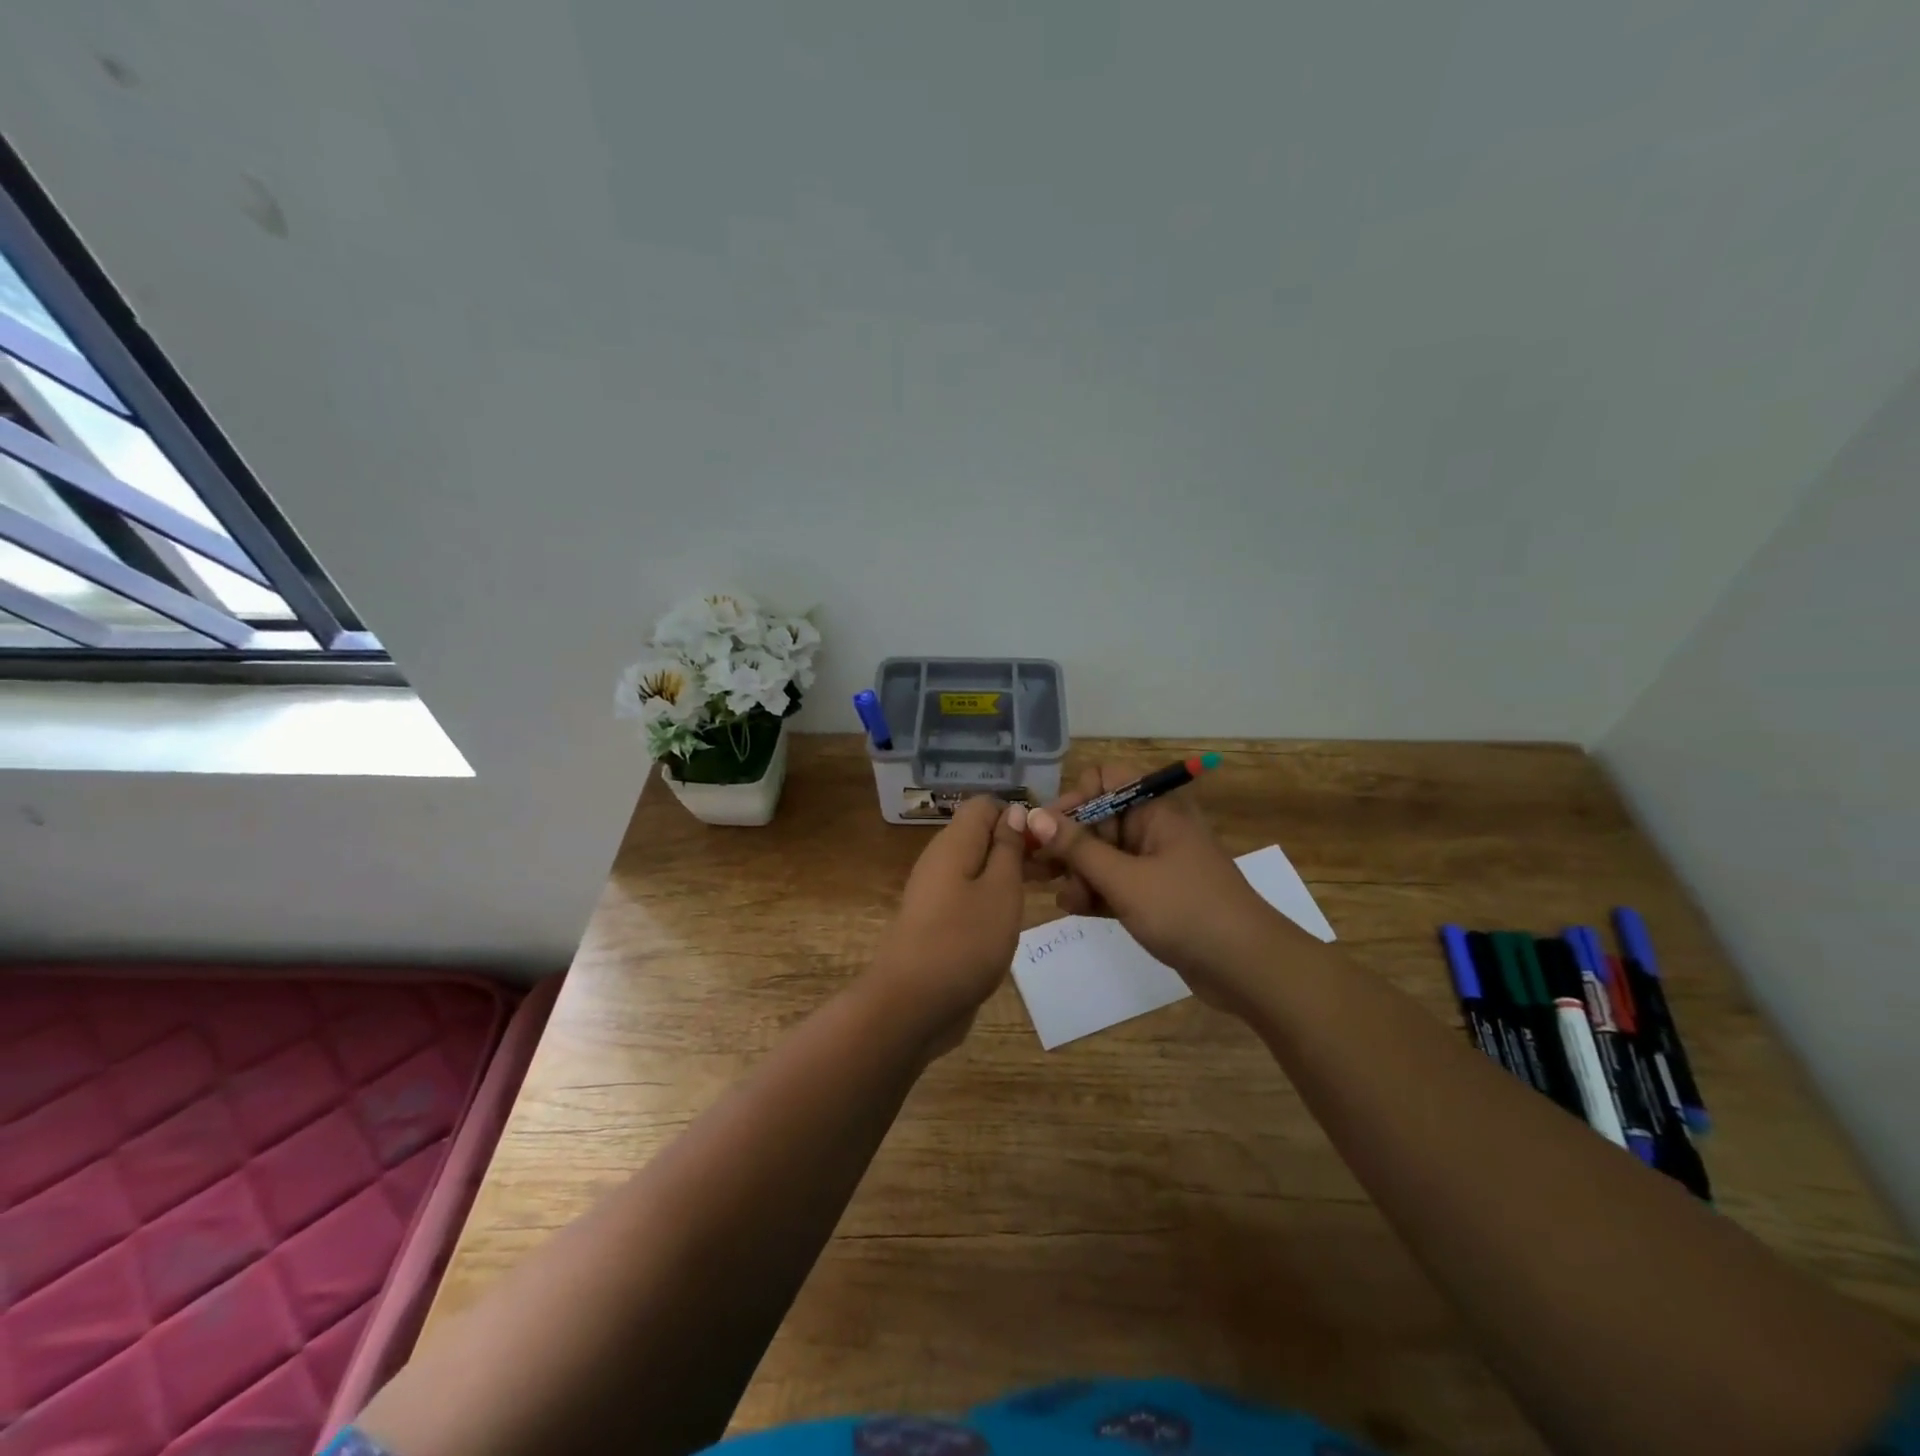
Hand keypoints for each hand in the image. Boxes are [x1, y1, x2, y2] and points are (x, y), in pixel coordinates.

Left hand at [871, 793, 1028, 1054]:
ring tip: (1046, 892)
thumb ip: (1008, 848)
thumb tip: (1013, 811)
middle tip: (1058, 870)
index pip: (984, 806)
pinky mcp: (938, 923)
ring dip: (1009, 874)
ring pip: (978, 868)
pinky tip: (1015, 919)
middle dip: (1018, 845)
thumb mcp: (1000, 890)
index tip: (1048, 842)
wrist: (912, 1004)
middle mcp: (941, 861)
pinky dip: (994, 899)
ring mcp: (936, 894)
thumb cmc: (964, 941)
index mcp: (954, 843)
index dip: (1018, 815)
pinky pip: (970, 896)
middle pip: (981, 836)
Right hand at [1026, 764, 1283, 1014]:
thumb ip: (1077, 849)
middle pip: (1098, 820)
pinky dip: (1095, 891)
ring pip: (1102, 854)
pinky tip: (1075, 909)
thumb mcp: (1125, 879)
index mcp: (1155, 809)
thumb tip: (1034, 816)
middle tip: (1033, 869)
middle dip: (1066, 843)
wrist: (1249, 968)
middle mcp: (1153, 828)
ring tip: (1062, 898)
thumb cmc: (1187, 911)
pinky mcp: (1155, 895)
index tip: (1048, 830)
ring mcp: (1155, 863)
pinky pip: (1115, 882)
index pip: (1104, 780)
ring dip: (1077, 872)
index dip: (1073, 799)